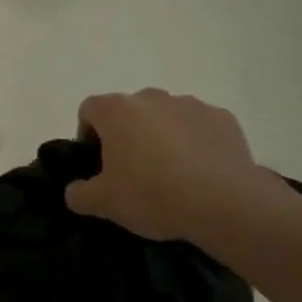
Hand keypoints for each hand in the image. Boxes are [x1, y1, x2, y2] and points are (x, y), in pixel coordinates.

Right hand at [66, 90, 278, 241]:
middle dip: (128, 135)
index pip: (89, 110)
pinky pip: (200, 126)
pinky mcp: (223, 118)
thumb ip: (79, 194)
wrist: (226, 204)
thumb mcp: (104, 204)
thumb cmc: (153, 195)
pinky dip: (197, 142)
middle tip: (136, 172)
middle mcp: (149, 97)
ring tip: (174, 174)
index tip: (99, 164)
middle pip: (129, 111)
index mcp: (115, 110)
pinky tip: (203, 172)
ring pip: (165, 117)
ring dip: (163, 136)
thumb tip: (74, 190)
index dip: (88, 135)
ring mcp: (189, 104)